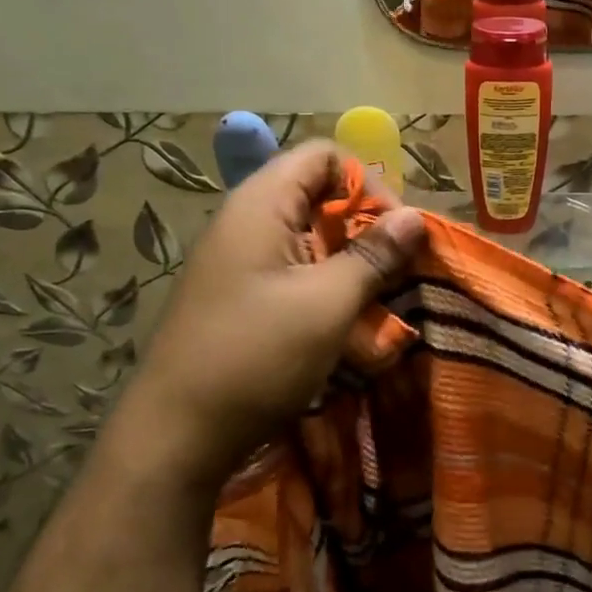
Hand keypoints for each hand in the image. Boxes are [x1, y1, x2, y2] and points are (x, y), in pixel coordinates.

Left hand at [108, 142, 426, 492]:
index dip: (367, 183)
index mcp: (261, 204)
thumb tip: (415, 217)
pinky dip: (325, 281)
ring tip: (376, 296)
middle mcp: (246, 219)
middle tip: (393, 266)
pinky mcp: (238, 292)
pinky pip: (292, 266)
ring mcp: (239, 257)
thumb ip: (374, 254)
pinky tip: (343, 319)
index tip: (395, 231)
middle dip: (364, 224)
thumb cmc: (256, 356)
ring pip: (308, 233)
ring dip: (348, 257)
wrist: (176, 435)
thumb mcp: (327, 304)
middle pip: (317, 192)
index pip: (323, 156)